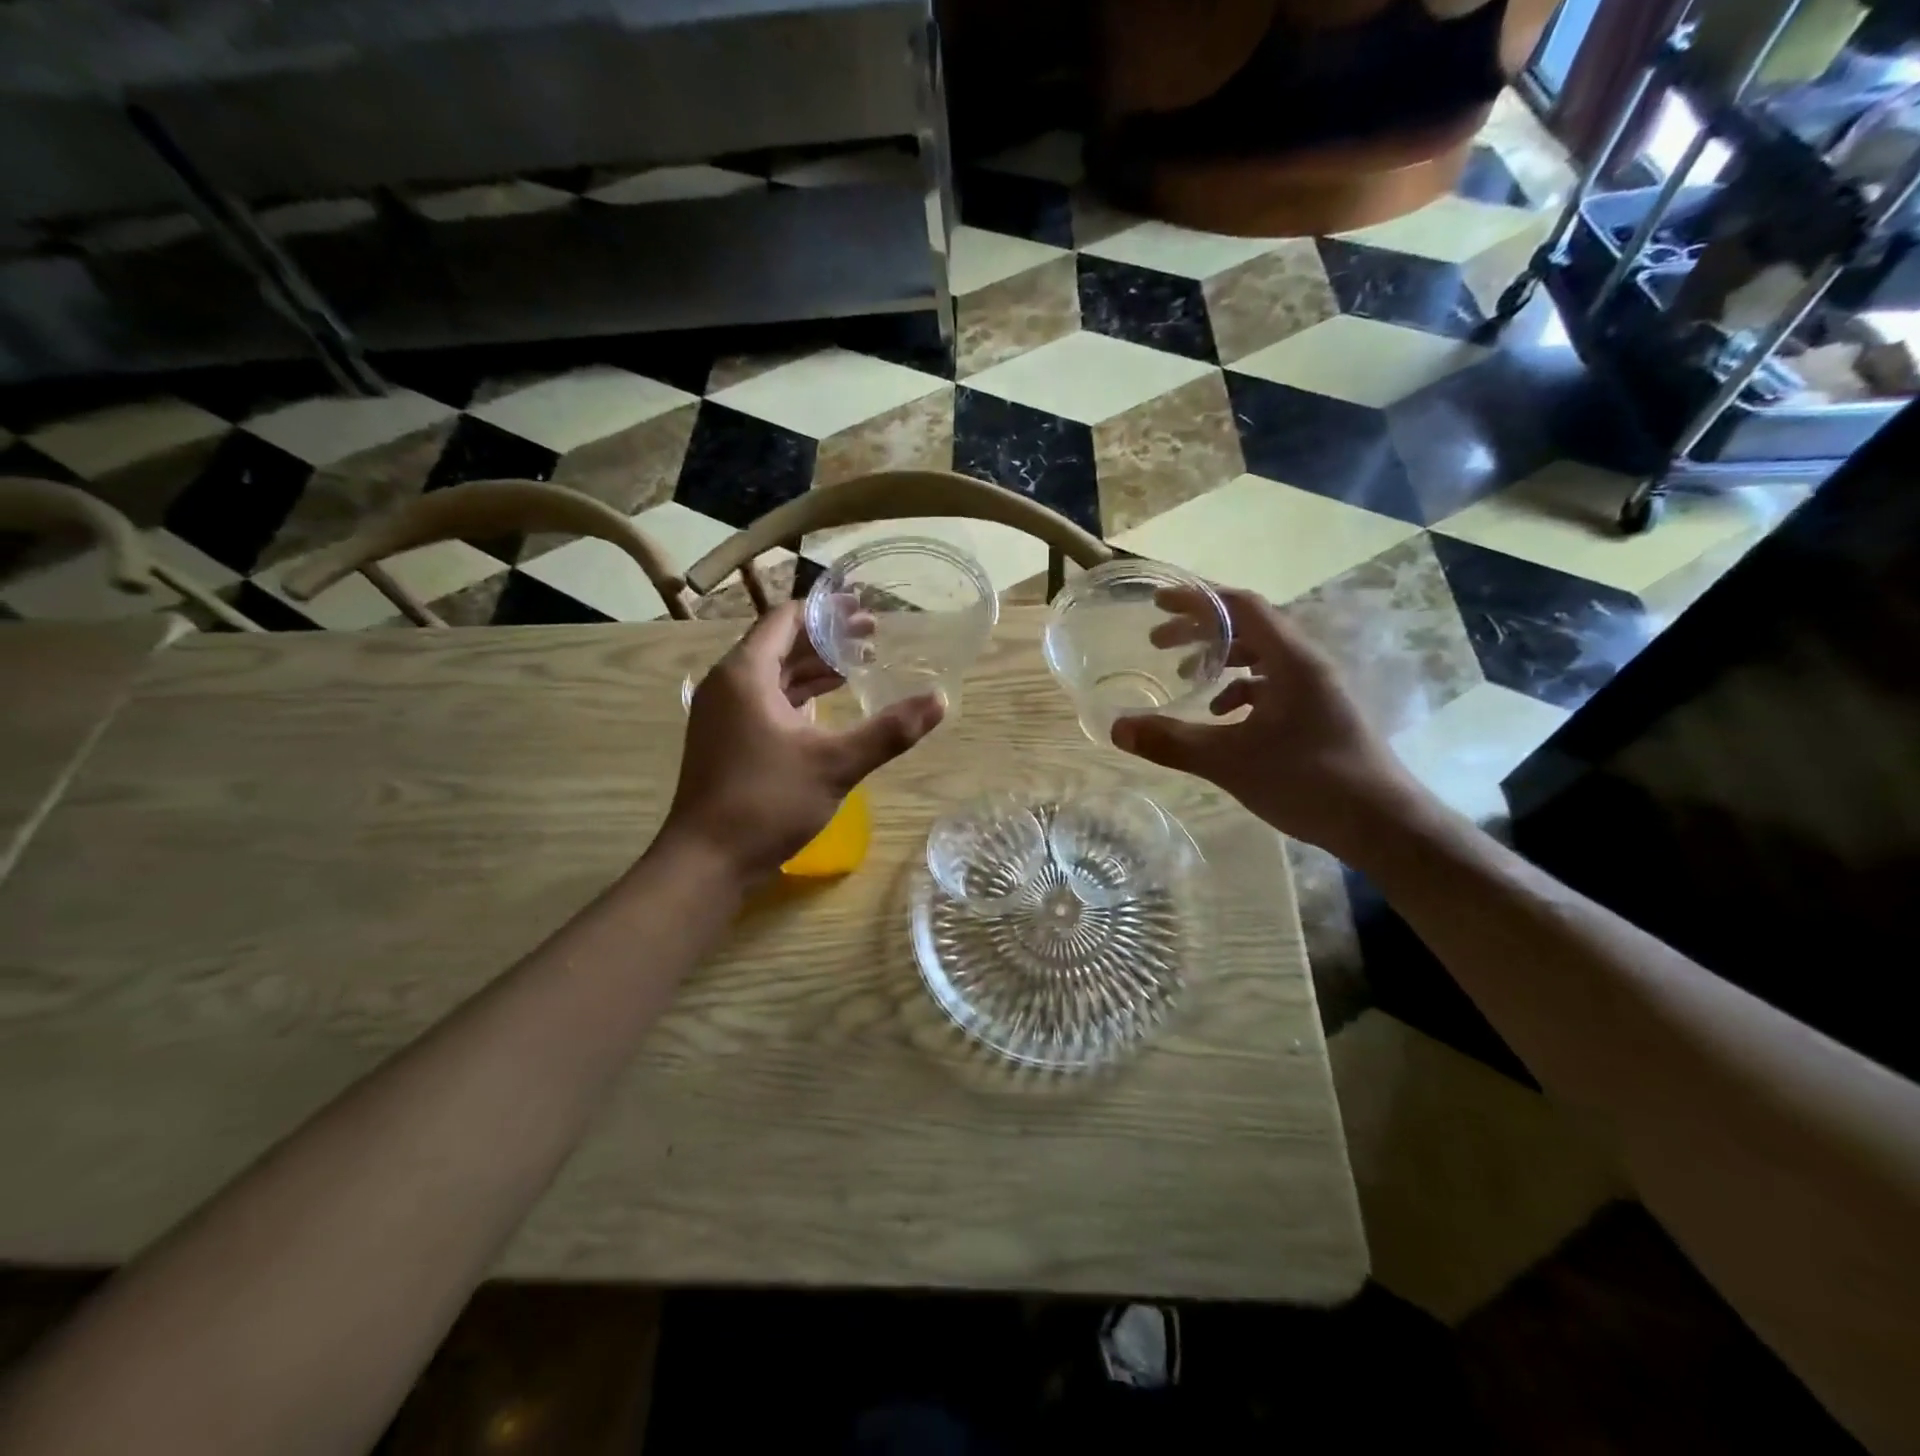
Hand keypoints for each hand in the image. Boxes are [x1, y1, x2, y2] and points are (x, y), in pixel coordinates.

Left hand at [660, 602, 943, 879]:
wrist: (707, 861)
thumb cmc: (766, 802)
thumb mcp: (836, 764)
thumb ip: (889, 731)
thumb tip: (939, 701)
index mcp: (745, 674)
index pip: (785, 619)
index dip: (825, 611)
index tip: (864, 609)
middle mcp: (727, 684)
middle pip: (779, 644)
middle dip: (825, 639)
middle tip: (872, 636)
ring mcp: (722, 714)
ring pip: (771, 675)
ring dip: (812, 668)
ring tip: (857, 666)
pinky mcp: (726, 739)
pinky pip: (764, 700)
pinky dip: (797, 695)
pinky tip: (826, 705)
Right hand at [1111, 587, 1428, 857]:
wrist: (1382, 824)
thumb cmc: (1309, 781)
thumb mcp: (1230, 762)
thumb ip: (1172, 742)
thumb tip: (1118, 729)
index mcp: (1291, 659)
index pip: (1241, 606)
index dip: (1197, 600)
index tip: (1158, 604)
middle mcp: (1307, 663)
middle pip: (1249, 627)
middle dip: (1200, 630)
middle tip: (1157, 642)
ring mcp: (1316, 688)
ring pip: (1261, 656)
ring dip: (1220, 660)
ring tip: (1185, 678)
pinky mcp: (1319, 712)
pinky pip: (1273, 684)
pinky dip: (1241, 690)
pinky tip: (1222, 717)